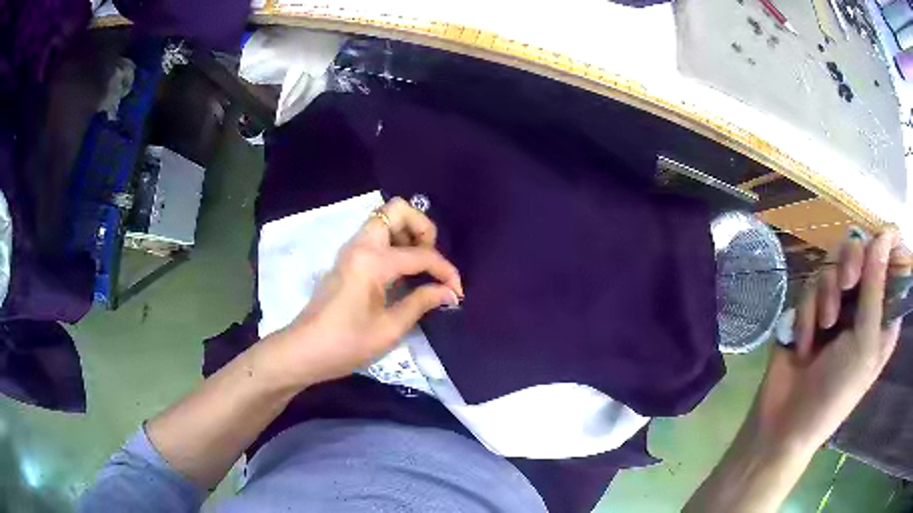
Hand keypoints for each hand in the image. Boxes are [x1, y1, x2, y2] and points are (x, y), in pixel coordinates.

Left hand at [267, 197, 463, 388]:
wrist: (304, 351)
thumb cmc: (346, 344)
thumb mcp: (389, 328)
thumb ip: (422, 302)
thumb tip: (449, 292)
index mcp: (373, 261)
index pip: (421, 254)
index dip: (445, 271)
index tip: (457, 292)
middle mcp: (361, 244)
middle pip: (397, 209)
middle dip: (422, 229)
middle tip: (430, 261)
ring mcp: (351, 249)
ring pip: (385, 219)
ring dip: (407, 233)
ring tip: (419, 267)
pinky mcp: (347, 258)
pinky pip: (376, 235)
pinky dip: (395, 243)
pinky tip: (402, 272)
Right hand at [752, 228, 908, 451]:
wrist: (786, 422)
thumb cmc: (836, 392)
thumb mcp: (864, 343)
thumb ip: (876, 288)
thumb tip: (885, 233)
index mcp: (883, 315)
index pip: (891, 263)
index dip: (885, 247)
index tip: (875, 244)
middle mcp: (863, 304)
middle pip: (861, 251)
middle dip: (850, 263)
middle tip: (846, 283)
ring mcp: (837, 305)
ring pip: (833, 263)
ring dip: (826, 291)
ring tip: (822, 327)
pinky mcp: (811, 309)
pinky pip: (810, 284)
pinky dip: (807, 311)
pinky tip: (804, 342)